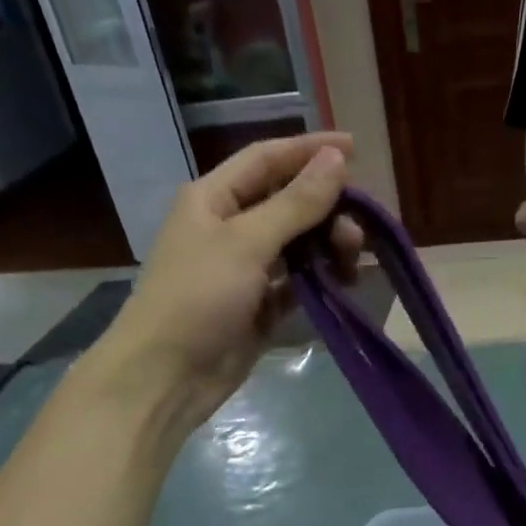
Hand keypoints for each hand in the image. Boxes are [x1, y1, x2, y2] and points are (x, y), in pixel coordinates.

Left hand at [98, 134, 360, 429]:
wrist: (168, 375)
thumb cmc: (198, 298)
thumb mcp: (247, 243)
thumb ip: (295, 203)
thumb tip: (336, 160)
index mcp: (213, 198)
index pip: (267, 159)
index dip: (309, 151)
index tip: (355, 150)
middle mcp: (229, 227)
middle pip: (287, 203)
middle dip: (326, 210)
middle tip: (357, 233)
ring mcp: (245, 270)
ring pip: (296, 244)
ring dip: (326, 246)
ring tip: (351, 262)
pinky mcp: (258, 307)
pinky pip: (297, 283)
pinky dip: (319, 280)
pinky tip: (342, 285)